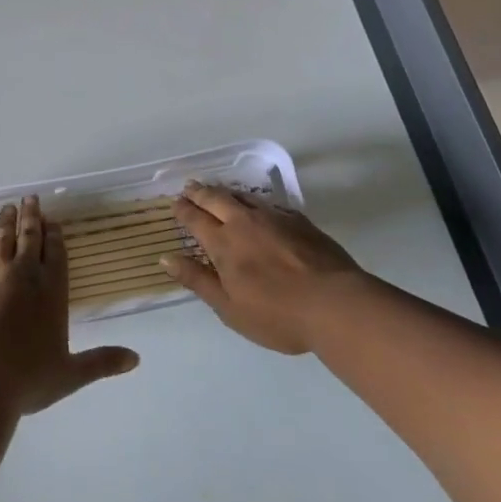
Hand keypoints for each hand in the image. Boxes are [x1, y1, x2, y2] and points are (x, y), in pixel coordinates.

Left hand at [0, 196, 139, 415]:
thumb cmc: (27, 379)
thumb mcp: (70, 374)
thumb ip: (101, 362)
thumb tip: (136, 360)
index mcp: (51, 292)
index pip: (55, 254)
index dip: (54, 235)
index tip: (52, 220)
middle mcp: (23, 276)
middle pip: (28, 238)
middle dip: (31, 217)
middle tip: (30, 198)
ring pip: (2, 240)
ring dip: (7, 222)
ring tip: (9, 207)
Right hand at [160, 182, 367, 353]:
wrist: (335, 304)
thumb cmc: (276, 314)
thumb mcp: (229, 307)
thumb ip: (198, 280)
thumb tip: (166, 258)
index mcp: (223, 244)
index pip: (196, 219)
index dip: (184, 210)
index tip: (176, 202)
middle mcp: (244, 223)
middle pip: (216, 199)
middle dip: (200, 192)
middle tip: (189, 186)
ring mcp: (273, 218)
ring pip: (242, 196)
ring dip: (225, 191)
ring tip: (216, 190)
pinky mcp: (298, 220)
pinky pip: (268, 203)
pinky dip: (253, 200)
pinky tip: (257, 205)